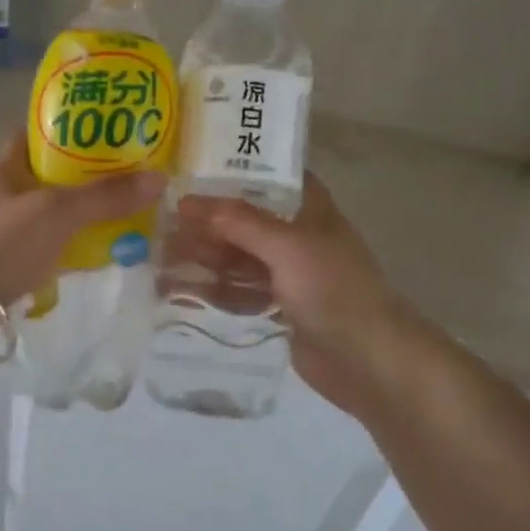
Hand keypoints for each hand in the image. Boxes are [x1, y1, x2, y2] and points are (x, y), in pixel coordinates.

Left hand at [0, 133, 165, 307]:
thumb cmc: (1, 243)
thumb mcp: (57, 212)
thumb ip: (105, 197)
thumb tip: (159, 179)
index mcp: (9, 168)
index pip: (40, 134)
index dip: (73, 127)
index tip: (111, 129)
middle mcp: (7, 194)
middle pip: (55, 176)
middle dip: (91, 175)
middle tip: (134, 174)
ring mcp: (8, 230)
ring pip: (55, 214)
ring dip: (87, 214)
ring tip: (132, 211)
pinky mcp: (12, 264)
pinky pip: (52, 248)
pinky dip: (76, 248)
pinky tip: (106, 252)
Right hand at [183, 174, 442, 420]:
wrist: (369, 362)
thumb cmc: (333, 291)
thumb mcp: (287, 247)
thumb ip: (239, 222)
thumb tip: (189, 202)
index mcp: (311, 213)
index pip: (274, 179)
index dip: (239, 171)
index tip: (197, 168)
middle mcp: (300, 240)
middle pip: (247, 223)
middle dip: (208, 223)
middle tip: (162, 222)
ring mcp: (290, 277)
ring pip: (239, 259)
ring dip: (204, 258)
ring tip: (160, 257)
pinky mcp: (280, 310)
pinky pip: (239, 293)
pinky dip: (212, 291)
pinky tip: (179, 292)